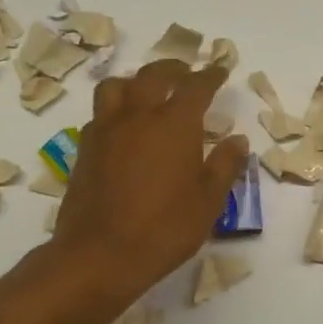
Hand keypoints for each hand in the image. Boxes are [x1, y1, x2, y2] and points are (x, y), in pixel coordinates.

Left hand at [47, 59, 249, 299]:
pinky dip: (117, 108)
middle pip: (153, 75)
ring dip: (136, 81)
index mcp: (174, 124)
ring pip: (117, 86)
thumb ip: (225, 165)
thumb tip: (237, 140)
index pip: (196, 86)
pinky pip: (101, 113)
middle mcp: (138, 116)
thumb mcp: (208, 201)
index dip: (211, 75)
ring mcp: (106, 130)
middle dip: (174, 68)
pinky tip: (125, 126)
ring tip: (148, 91)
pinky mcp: (85, 149)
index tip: (221, 70)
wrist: (99, 255)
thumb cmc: (164, 228)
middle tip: (187, 72)